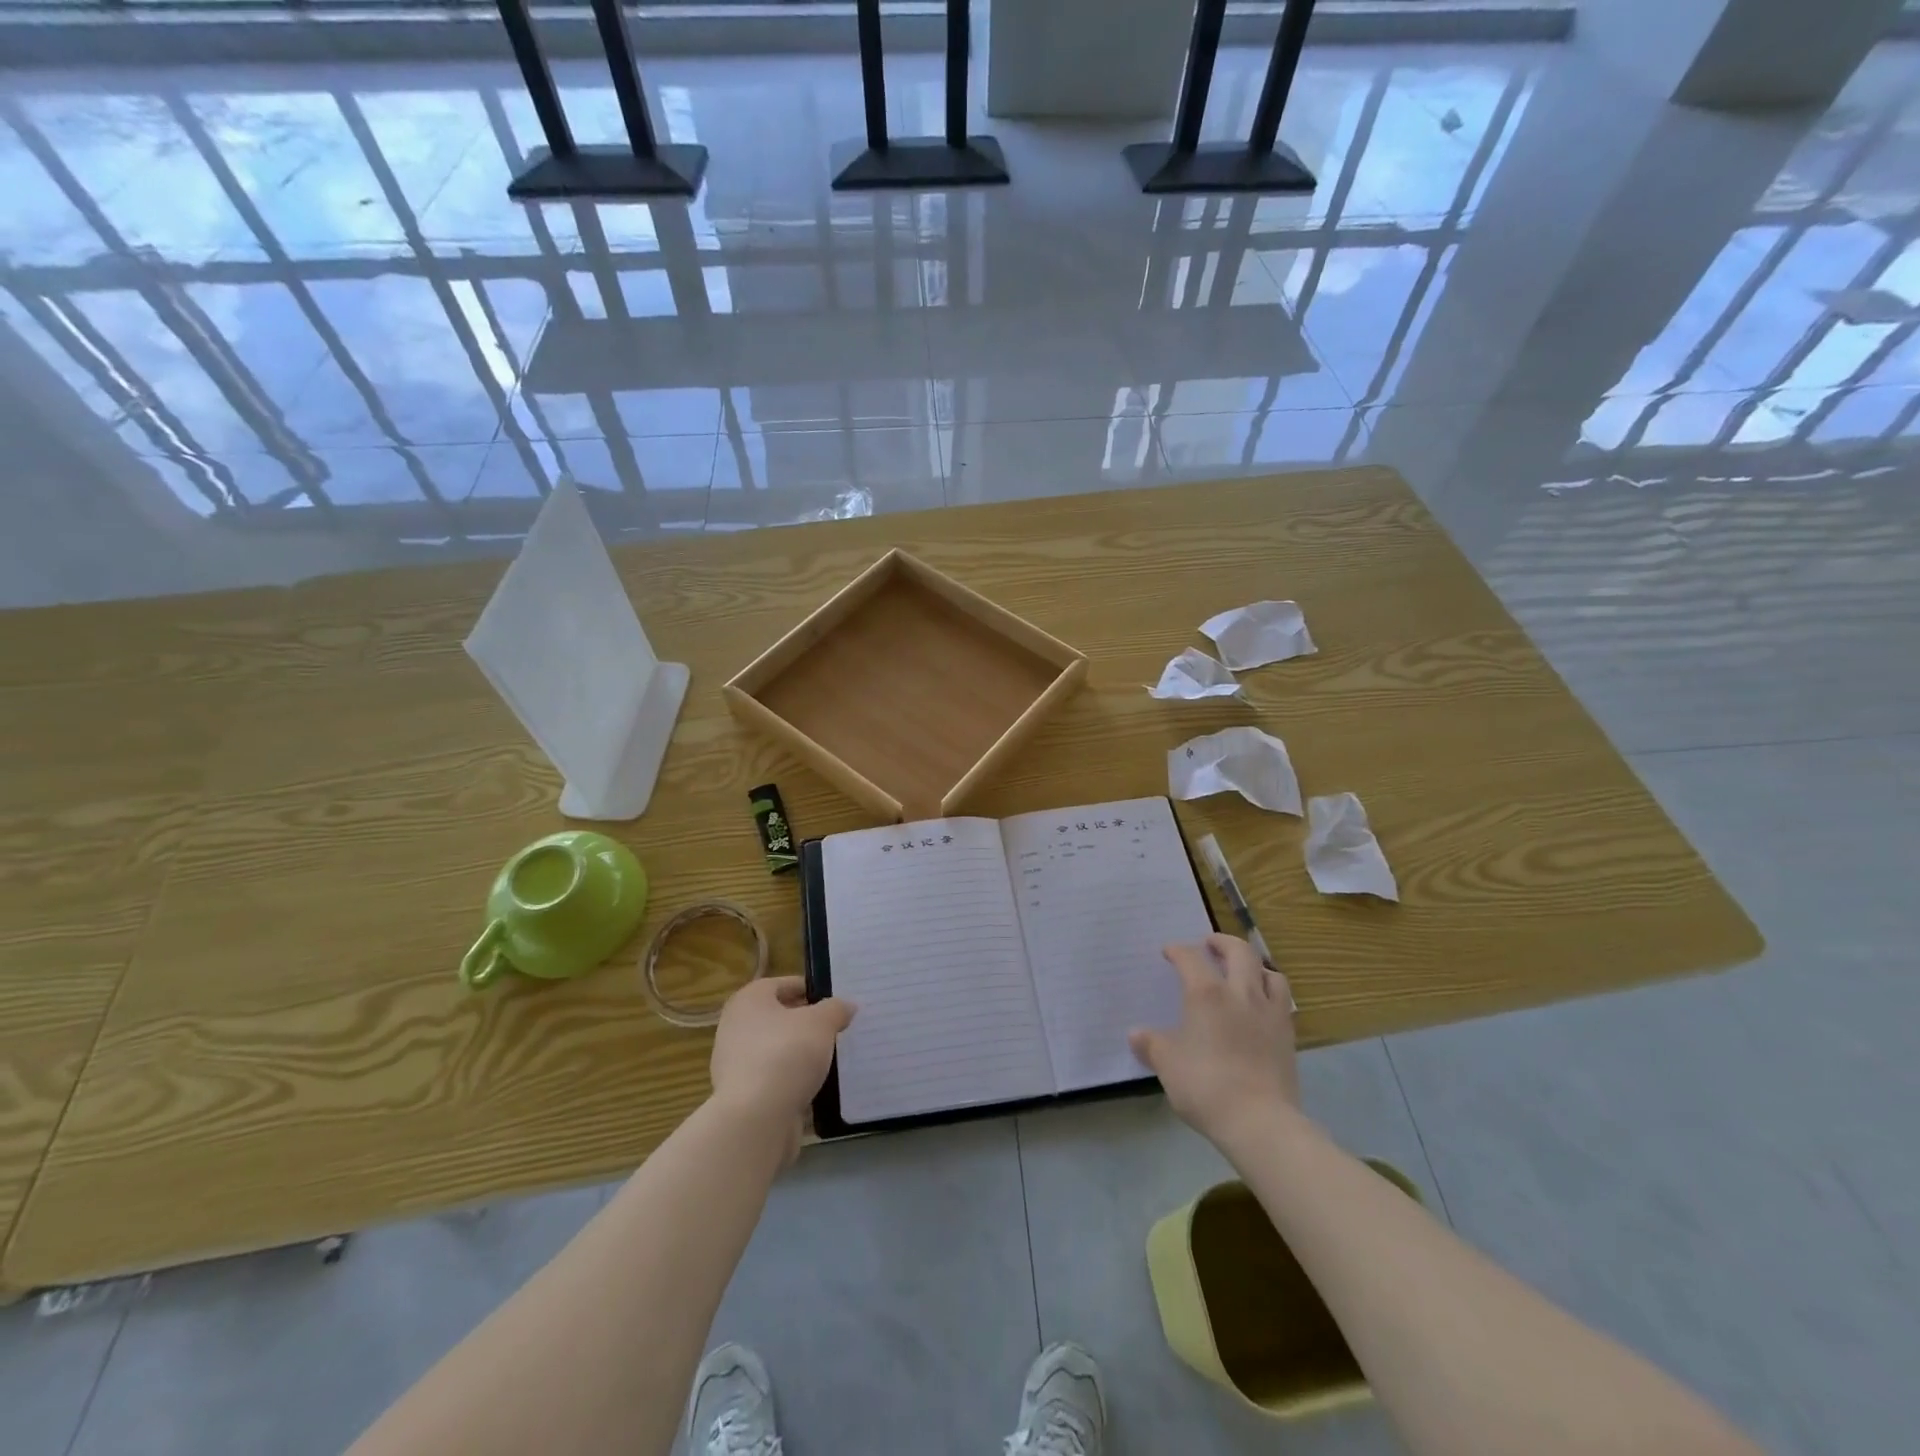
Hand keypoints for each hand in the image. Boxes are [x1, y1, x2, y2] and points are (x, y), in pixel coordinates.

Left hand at [710, 977, 855, 1154]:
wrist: (756, 1118)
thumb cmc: (786, 1054)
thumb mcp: (821, 1023)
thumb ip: (836, 1009)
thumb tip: (846, 1005)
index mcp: (749, 1000)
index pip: (783, 984)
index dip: (810, 988)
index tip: (835, 1000)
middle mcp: (736, 1027)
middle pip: (778, 1017)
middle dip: (806, 1022)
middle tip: (837, 1027)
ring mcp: (735, 1063)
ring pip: (776, 1049)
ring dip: (800, 1052)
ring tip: (831, 1056)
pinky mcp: (742, 1095)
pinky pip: (774, 1078)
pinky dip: (792, 1079)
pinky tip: (816, 1085)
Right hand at [1128, 934, 1298, 1147]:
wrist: (1260, 1121)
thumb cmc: (1206, 1085)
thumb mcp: (1167, 1064)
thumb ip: (1151, 1045)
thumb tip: (1136, 1034)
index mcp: (1207, 994)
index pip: (1191, 958)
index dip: (1178, 951)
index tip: (1169, 952)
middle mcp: (1241, 993)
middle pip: (1239, 951)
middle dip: (1222, 942)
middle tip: (1210, 944)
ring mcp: (1270, 1013)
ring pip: (1268, 972)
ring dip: (1253, 965)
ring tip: (1243, 972)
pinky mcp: (1288, 1035)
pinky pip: (1282, 1000)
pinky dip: (1269, 993)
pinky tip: (1260, 1006)